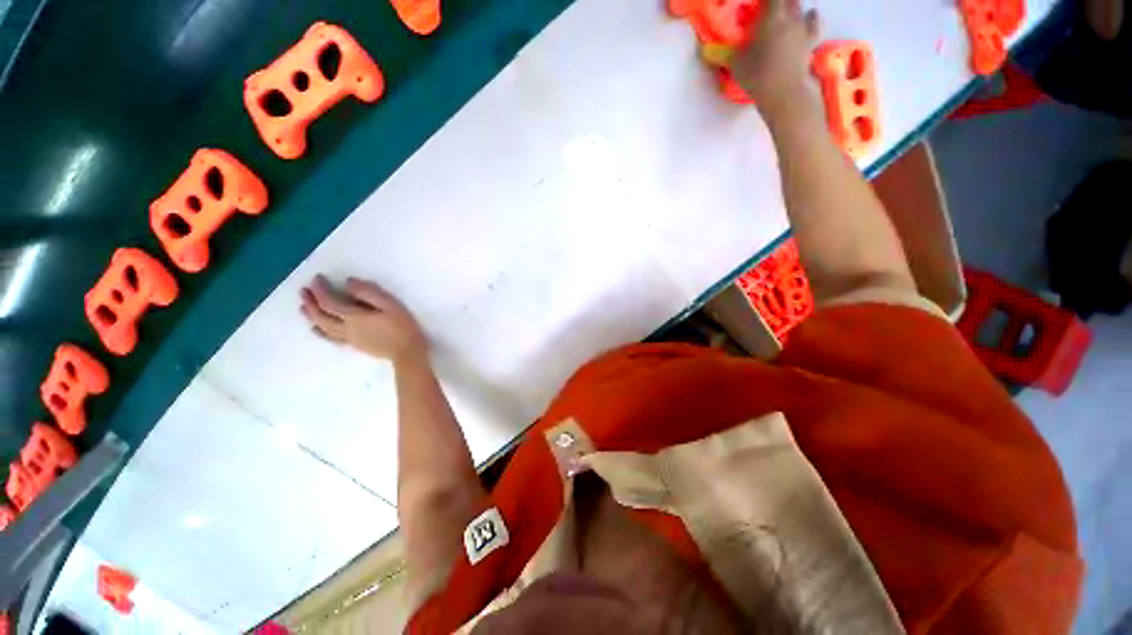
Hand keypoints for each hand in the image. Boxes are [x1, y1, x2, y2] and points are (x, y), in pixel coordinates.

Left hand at [300, 275, 427, 364]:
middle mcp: (346, 328)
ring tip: (303, 307)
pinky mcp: (354, 346)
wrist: (407, 353)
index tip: (317, 278)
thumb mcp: (391, 305)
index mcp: (354, 317)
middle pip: (321, 315)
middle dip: (310, 302)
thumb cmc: (403, 327)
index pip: (330, 301)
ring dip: (311, 316)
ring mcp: (348, 338)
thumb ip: (369, 293)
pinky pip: (331, 338)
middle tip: (303, 290)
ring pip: (322, 327)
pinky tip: (315, 329)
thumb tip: (348, 282)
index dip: (320, 289)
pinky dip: (320, 332)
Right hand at [729, 0, 819, 118]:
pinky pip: (814, 22)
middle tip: (767, 11)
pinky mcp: (811, 41)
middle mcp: (790, 17)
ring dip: (791, 8)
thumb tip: (709, 50)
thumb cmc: (757, 76)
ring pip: (800, 7)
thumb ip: (728, 52)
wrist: (783, 93)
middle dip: (778, 2)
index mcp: (771, 17)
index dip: (763, 0)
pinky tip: (806, 19)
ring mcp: (803, 28)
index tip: (757, 4)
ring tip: (783, 15)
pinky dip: (810, 18)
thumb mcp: (736, 64)